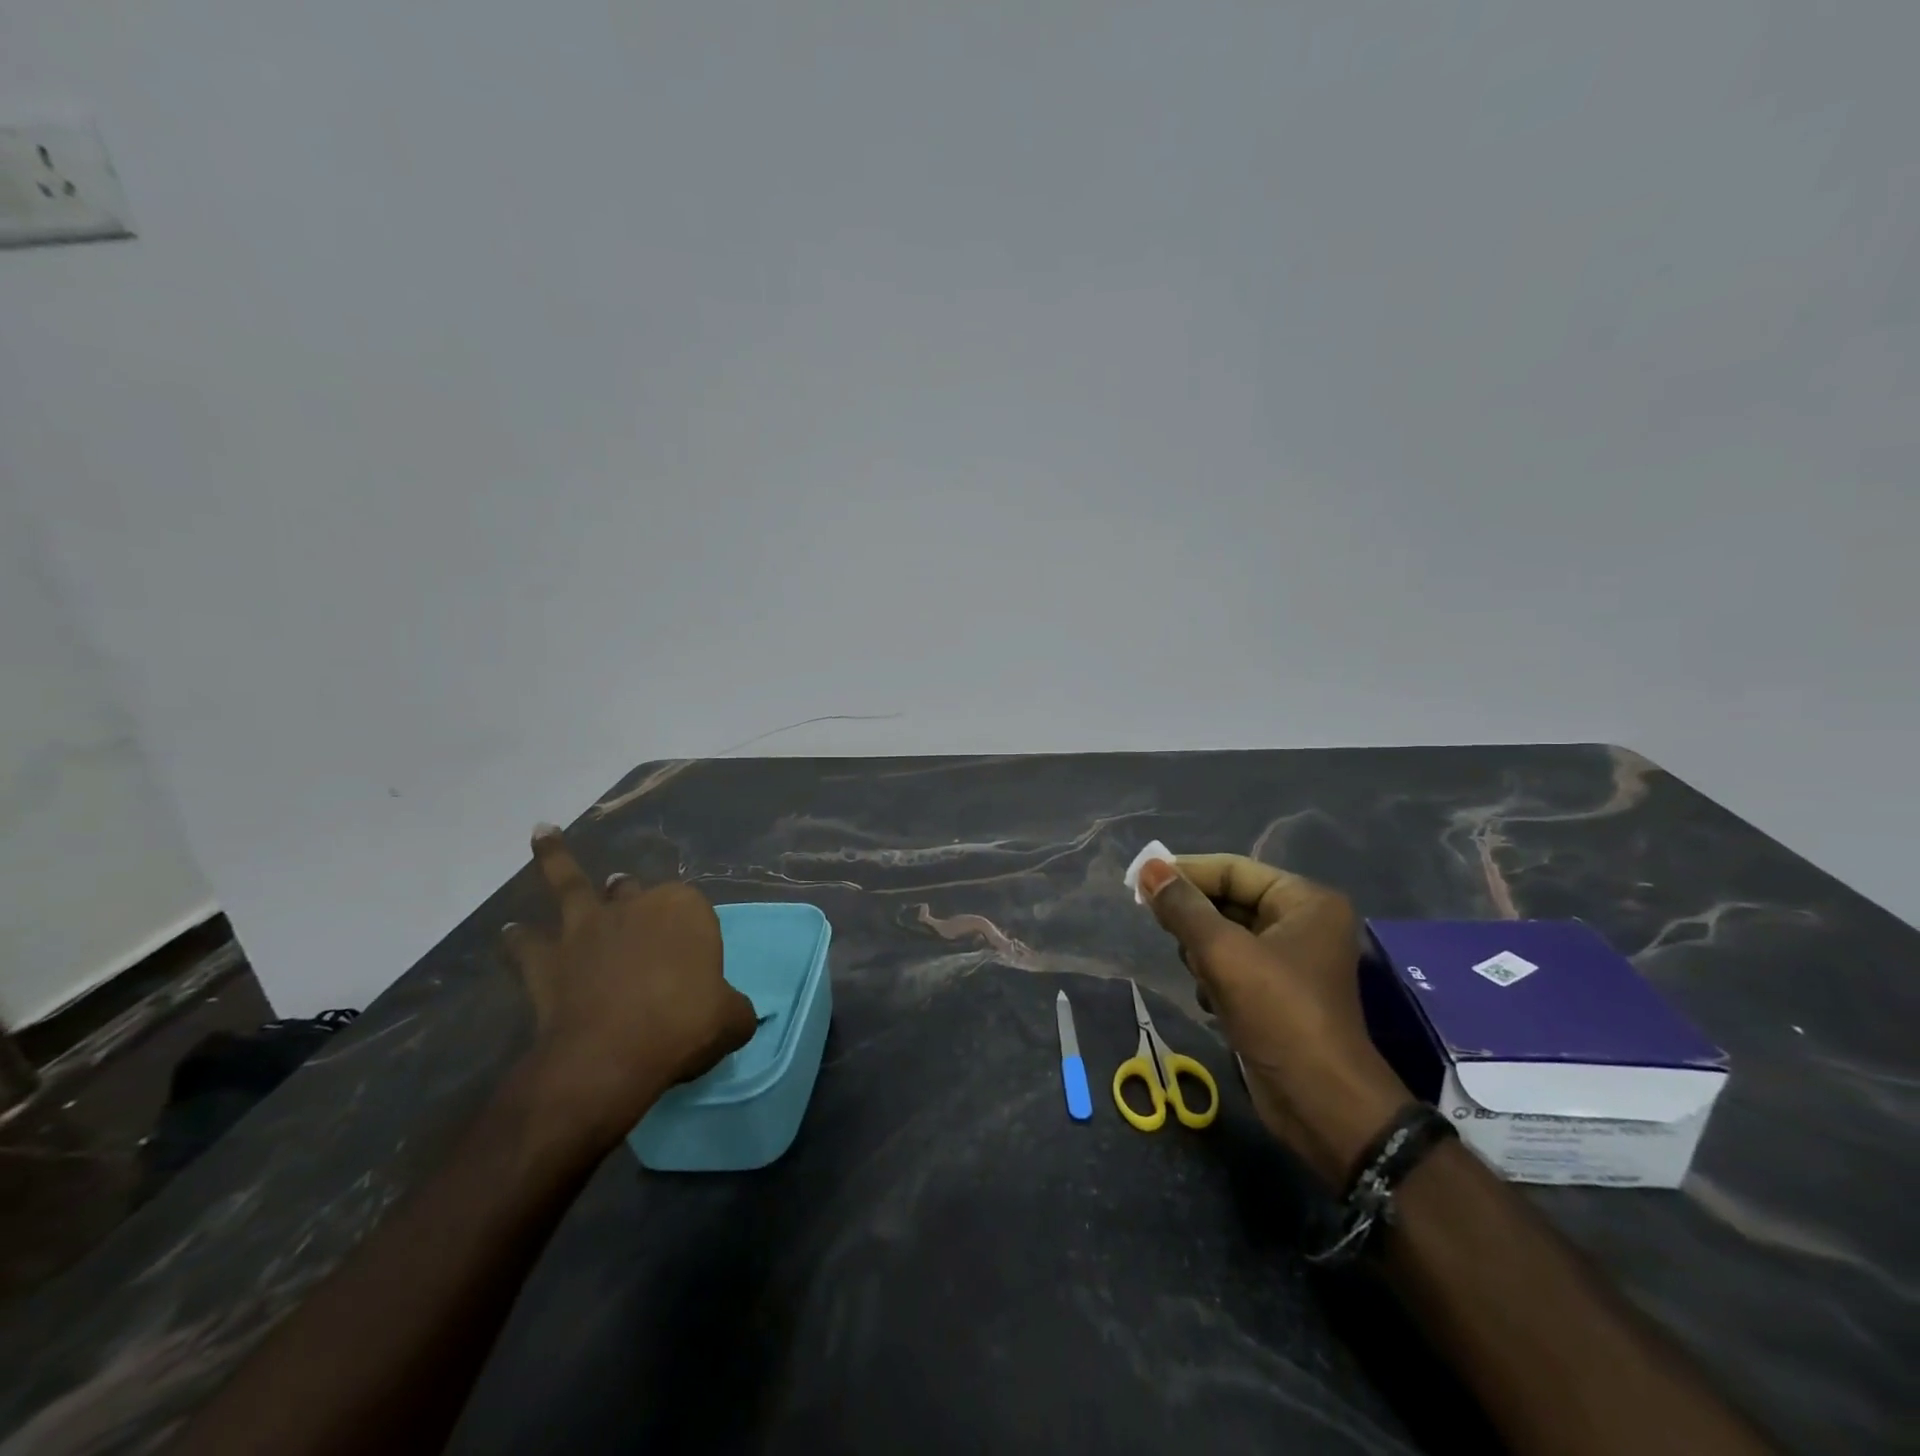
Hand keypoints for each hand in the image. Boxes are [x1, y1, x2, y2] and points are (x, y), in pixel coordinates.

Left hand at [502, 826, 757, 1147]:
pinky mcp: (547, 961)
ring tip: (543, 834)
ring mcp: (587, 929)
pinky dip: (517, 938)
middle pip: (633, 890)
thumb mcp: (732, 1019)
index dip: (691, 931)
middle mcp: (634, 907)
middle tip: (627, 889)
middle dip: (631, 890)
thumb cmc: (684, 1025)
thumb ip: (734, 1009)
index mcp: (684, 909)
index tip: (695, 962)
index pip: (691, 907)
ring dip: (556, 861)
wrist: (611, 1055)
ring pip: (571, 886)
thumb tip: (736, 1013)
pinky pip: (527, 943)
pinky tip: (508, 931)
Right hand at [1137, 854, 1412, 1186]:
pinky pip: (1231, 966)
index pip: (1232, 869)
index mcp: (1304, 901)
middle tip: (1164, 930)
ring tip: (1202, 975)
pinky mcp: (1275, 993)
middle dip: (1195, 919)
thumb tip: (1148, 868)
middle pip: (1227, 900)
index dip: (1185, 872)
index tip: (1139, 879)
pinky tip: (1211, 1000)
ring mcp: (1289, 960)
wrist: (1321, 1104)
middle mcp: (1301, 922)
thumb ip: (1183, 908)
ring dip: (1202, 953)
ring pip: (1224, 935)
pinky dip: (1213, 977)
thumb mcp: (1224, 954)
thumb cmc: (1279, 1015)